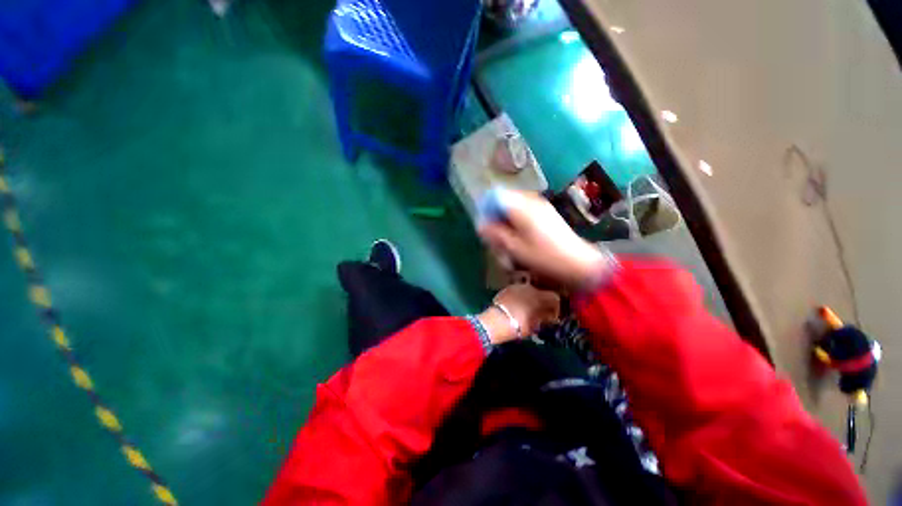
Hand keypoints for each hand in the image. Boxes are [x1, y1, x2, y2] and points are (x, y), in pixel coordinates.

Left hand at [477, 283, 559, 344]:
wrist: (496, 321)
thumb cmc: (519, 326)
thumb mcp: (536, 325)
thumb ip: (545, 318)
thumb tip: (550, 316)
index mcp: (540, 297)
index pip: (555, 297)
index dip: (556, 307)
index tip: (553, 316)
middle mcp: (530, 288)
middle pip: (541, 292)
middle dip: (543, 302)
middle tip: (541, 313)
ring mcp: (517, 287)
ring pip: (529, 291)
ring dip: (531, 298)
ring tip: (528, 309)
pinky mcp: (507, 288)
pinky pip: (519, 292)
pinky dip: (521, 297)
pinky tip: (517, 305)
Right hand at [478, 191, 611, 288]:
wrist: (578, 263)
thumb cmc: (544, 257)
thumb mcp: (515, 248)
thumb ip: (496, 234)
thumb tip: (480, 225)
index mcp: (521, 207)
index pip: (496, 196)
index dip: (487, 210)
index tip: (485, 227)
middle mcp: (531, 200)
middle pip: (505, 200)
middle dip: (497, 215)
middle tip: (496, 235)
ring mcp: (541, 205)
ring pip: (514, 205)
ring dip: (507, 219)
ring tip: (508, 238)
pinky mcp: (547, 212)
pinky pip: (525, 210)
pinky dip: (518, 220)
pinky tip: (521, 236)